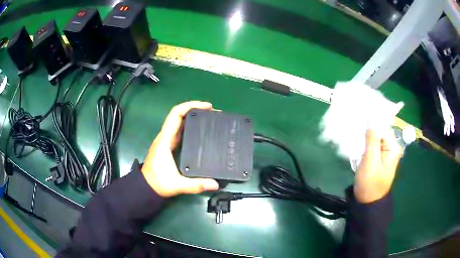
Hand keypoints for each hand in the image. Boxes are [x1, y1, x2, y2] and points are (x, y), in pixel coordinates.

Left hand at [141, 101, 219, 196]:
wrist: (146, 187)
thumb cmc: (158, 183)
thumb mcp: (177, 185)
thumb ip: (196, 185)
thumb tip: (215, 184)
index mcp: (165, 140)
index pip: (176, 115)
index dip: (190, 106)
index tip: (207, 107)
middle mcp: (166, 137)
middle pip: (179, 115)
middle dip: (196, 109)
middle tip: (214, 113)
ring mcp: (167, 140)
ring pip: (180, 122)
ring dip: (194, 116)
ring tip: (210, 119)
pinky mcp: (170, 145)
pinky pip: (181, 130)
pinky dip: (191, 125)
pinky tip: (201, 131)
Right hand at [354, 129, 402, 202]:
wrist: (367, 203)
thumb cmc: (370, 183)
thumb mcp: (370, 161)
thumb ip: (372, 139)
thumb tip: (371, 117)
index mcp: (393, 147)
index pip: (382, 127)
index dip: (371, 124)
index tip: (358, 123)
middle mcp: (391, 148)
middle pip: (379, 132)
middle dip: (367, 132)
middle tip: (355, 134)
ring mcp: (385, 154)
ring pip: (374, 139)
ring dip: (365, 139)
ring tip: (355, 141)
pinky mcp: (379, 159)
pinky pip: (372, 146)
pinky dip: (365, 146)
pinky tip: (358, 148)